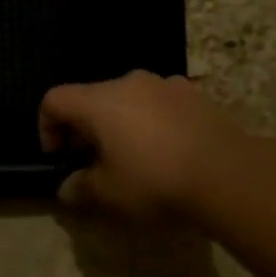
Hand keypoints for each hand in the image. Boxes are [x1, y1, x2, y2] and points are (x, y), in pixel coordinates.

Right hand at [39, 71, 236, 219]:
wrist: (228, 174)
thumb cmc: (154, 180)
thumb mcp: (108, 194)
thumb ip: (80, 188)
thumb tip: (68, 187)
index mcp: (99, 101)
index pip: (54, 99)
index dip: (47, 128)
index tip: (60, 157)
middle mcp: (129, 82)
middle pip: (92, 98)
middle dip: (85, 129)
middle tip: (94, 162)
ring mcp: (167, 84)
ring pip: (128, 99)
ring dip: (120, 124)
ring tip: (133, 157)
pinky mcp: (196, 95)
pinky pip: (160, 104)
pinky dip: (152, 123)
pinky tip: (166, 152)